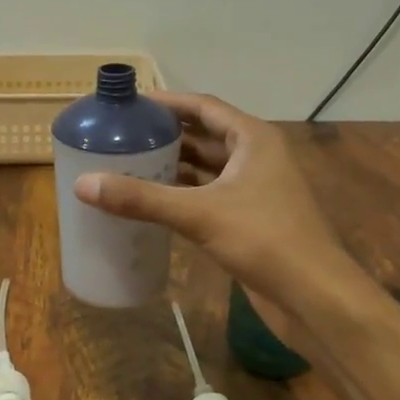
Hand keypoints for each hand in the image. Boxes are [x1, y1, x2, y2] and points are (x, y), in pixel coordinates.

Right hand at [73, 92, 360, 351]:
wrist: (315, 297)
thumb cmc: (265, 240)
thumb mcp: (199, 214)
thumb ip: (142, 198)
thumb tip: (84, 184)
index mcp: (253, 139)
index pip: (203, 106)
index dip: (167, 102)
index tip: (130, 104)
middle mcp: (256, 157)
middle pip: (205, 134)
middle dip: (166, 134)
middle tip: (123, 135)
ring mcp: (255, 189)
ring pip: (207, 167)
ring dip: (174, 165)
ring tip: (129, 163)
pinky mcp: (251, 219)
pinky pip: (210, 195)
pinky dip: (183, 193)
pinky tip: (153, 201)